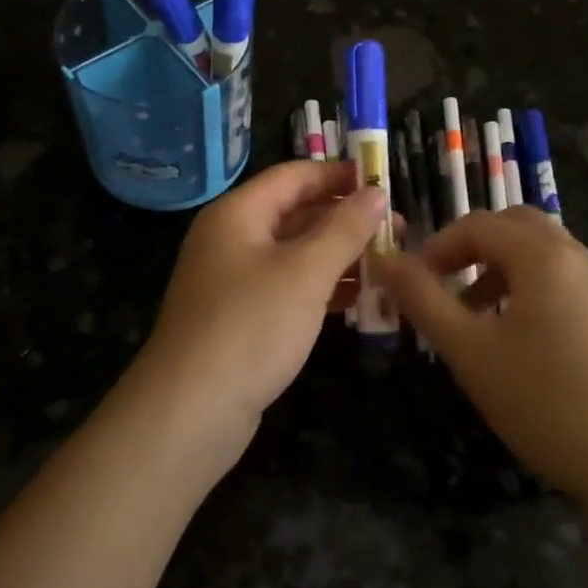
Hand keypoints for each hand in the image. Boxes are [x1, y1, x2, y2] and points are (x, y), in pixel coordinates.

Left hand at [130, 160, 386, 450]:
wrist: (190, 413)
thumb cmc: (250, 327)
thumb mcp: (305, 272)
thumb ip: (344, 229)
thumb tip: (376, 192)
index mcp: (238, 213)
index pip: (294, 176)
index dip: (339, 174)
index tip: (385, 181)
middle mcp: (232, 238)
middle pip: (295, 213)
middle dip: (345, 218)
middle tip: (397, 228)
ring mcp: (234, 280)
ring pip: (294, 253)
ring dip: (338, 255)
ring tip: (388, 263)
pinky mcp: (240, 318)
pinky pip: (287, 287)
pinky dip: (320, 287)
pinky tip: (358, 299)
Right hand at [375, 208, 587, 504]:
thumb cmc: (546, 403)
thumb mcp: (470, 351)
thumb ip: (423, 299)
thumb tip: (384, 258)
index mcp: (543, 255)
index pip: (479, 224)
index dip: (438, 246)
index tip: (412, 282)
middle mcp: (579, 256)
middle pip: (515, 225)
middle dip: (473, 247)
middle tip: (444, 282)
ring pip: (543, 251)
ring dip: (501, 267)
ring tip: (474, 313)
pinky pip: (565, 277)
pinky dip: (531, 285)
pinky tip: (520, 337)